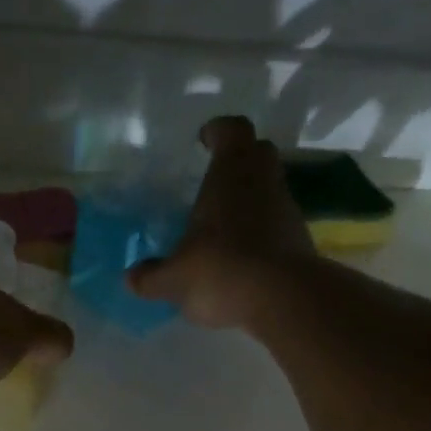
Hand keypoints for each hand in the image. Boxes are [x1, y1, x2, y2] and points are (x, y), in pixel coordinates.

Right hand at [126, 116, 314, 331]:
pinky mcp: (299, 240)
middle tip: (214, 180)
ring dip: (249, 200)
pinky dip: (261, 232)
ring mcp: (286, 209)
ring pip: (268, 189)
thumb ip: (151, 276)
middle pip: (257, 153)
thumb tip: (132, 277)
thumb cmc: (221, 270)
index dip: (217, 132)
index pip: (231, 130)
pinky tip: (241, 258)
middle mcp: (263, 181)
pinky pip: (276, 224)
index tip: (204, 140)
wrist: (283, 300)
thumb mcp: (174, 279)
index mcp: (231, 172)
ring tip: (223, 226)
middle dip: (238, 160)